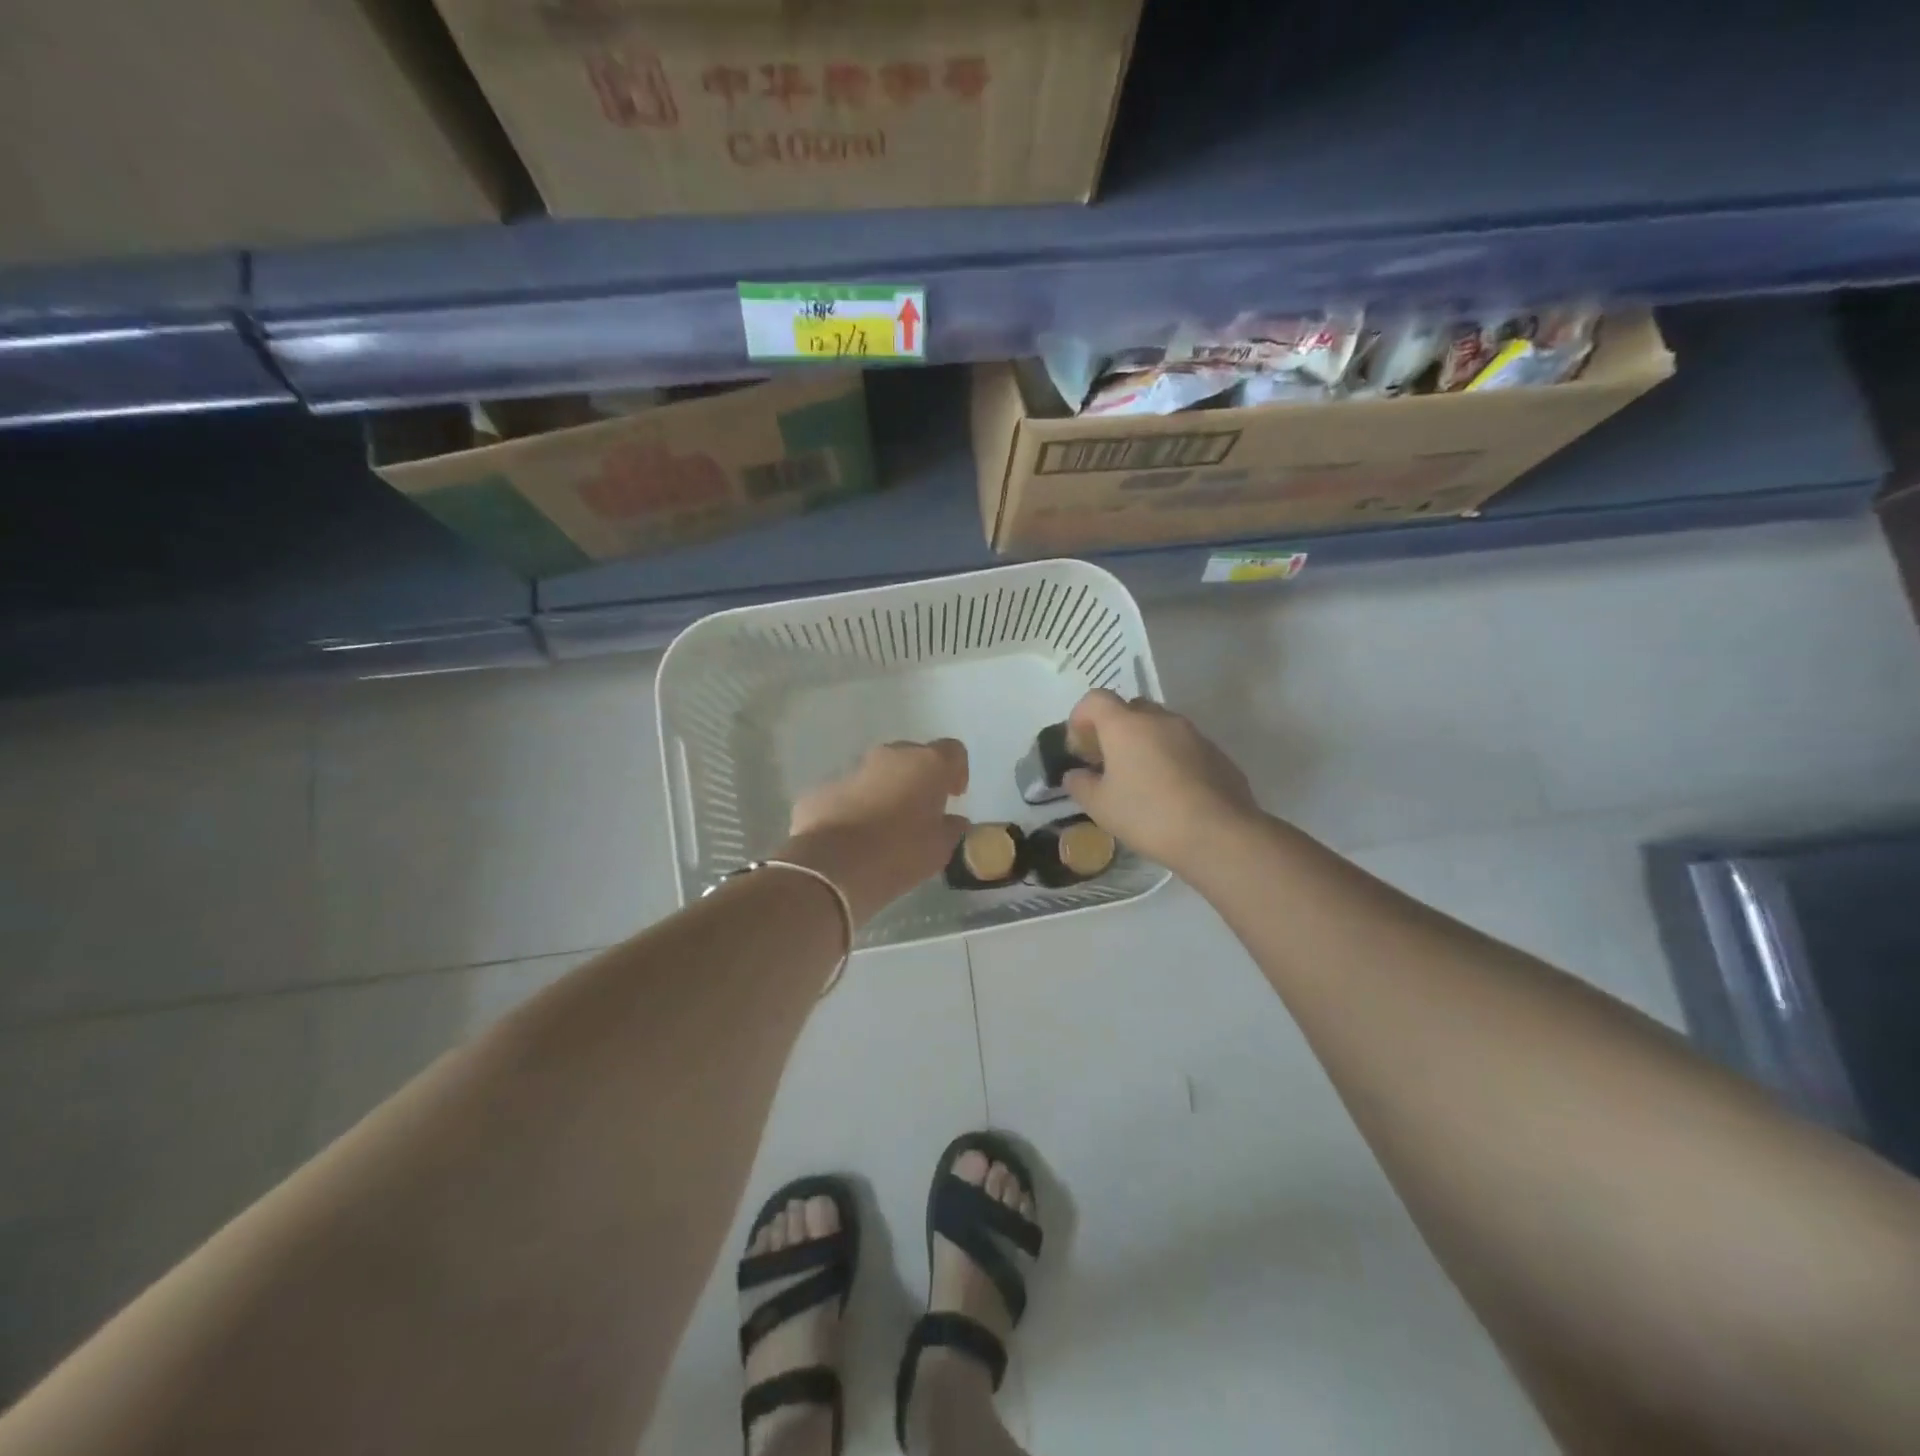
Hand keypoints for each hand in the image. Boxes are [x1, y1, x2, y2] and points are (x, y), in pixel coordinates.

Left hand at [783, 739, 969, 924]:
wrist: (833, 867)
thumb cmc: (899, 854)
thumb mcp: (940, 848)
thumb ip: (951, 829)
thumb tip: (953, 821)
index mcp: (926, 764)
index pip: (952, 751)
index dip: (956, 771)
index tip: (953, 796)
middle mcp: (890, 756)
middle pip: (912, 757)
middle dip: (918, 779)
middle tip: (920, 811)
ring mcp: (852, 769)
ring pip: (877, 773)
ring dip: (885, 791)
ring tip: (884, 827)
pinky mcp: (822, 788)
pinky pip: (848, 792)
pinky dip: (855, 806)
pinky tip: (853, 836)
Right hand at [1062, 689, 1260, 874]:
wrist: (1219, 834)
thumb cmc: (1149, 815)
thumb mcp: (1100, 807)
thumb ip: (1080, 785)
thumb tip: (1075, 775)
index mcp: (1126, 725)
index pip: (1095, 699)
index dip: (1080, 718)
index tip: (1079, 749)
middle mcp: (1160, 719)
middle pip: (1130, 709)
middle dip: (1114, 730)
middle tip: (1108, 763)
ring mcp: (1193, 734)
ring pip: (1160, 727)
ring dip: (1144, 744)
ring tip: (1140, 780)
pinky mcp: (1217, 753)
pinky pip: (1184, 746)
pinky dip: (1171, 759)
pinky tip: (1171, 793)